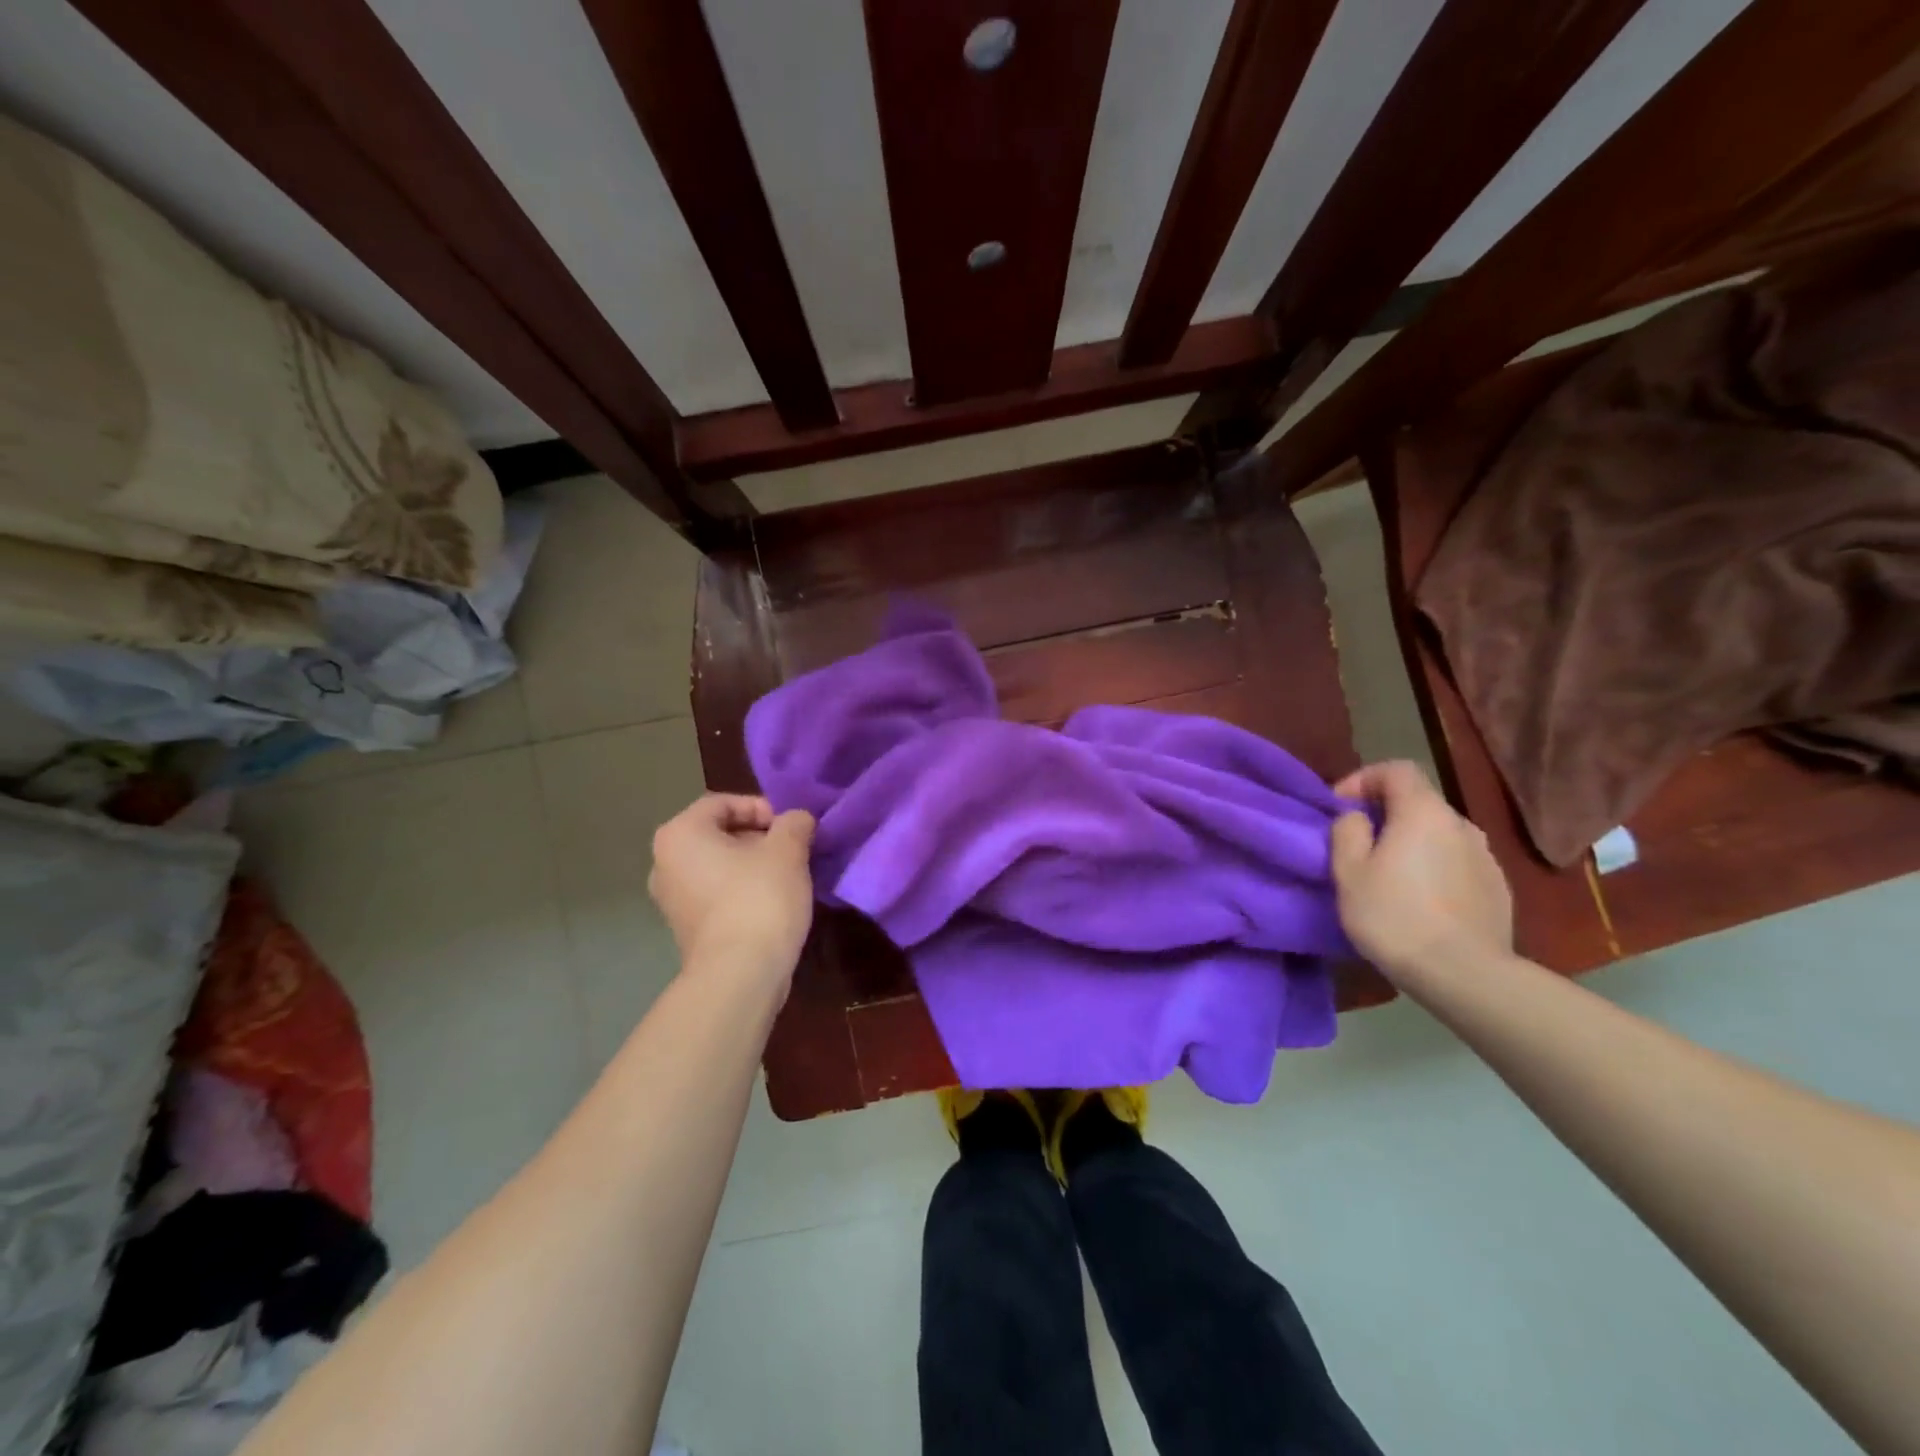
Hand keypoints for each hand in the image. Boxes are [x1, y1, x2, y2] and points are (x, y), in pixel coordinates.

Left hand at [649, 795, 815, 982]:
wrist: (740, 975)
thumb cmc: (759, 899)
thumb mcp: (788, 850)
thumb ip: (794, 823)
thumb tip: (797, 820)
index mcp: (680, 834)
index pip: (724, 803)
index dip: (762, 808)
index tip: (791, 827)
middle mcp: (665, 863)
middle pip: (720, 834)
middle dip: (760, 837)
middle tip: (794, 850)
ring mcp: (672, 899)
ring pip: (721, 866)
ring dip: (755, 865)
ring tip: (790, 876)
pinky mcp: (686, 929)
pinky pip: (718, 895)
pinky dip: (744, 891)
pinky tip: (774, 903)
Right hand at [1329, 760, 1512, 985]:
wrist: (1465, 975)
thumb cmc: (1394, 916)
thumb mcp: (1348, 871)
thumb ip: (1347, 831)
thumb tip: (1357, 818)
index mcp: (1424, 812)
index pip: (1396, 769)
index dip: (1364, 779)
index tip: (1341, 807)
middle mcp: (1462, 824)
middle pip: (1419, 803)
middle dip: (1386, 815)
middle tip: (1358, 845)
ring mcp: (1486, 858)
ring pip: (1439, 835)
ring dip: (1412, 844)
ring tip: (1389, 877)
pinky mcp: (1499, 889)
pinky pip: (1457, 864)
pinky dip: (1434, 869)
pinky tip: (1420, 902)